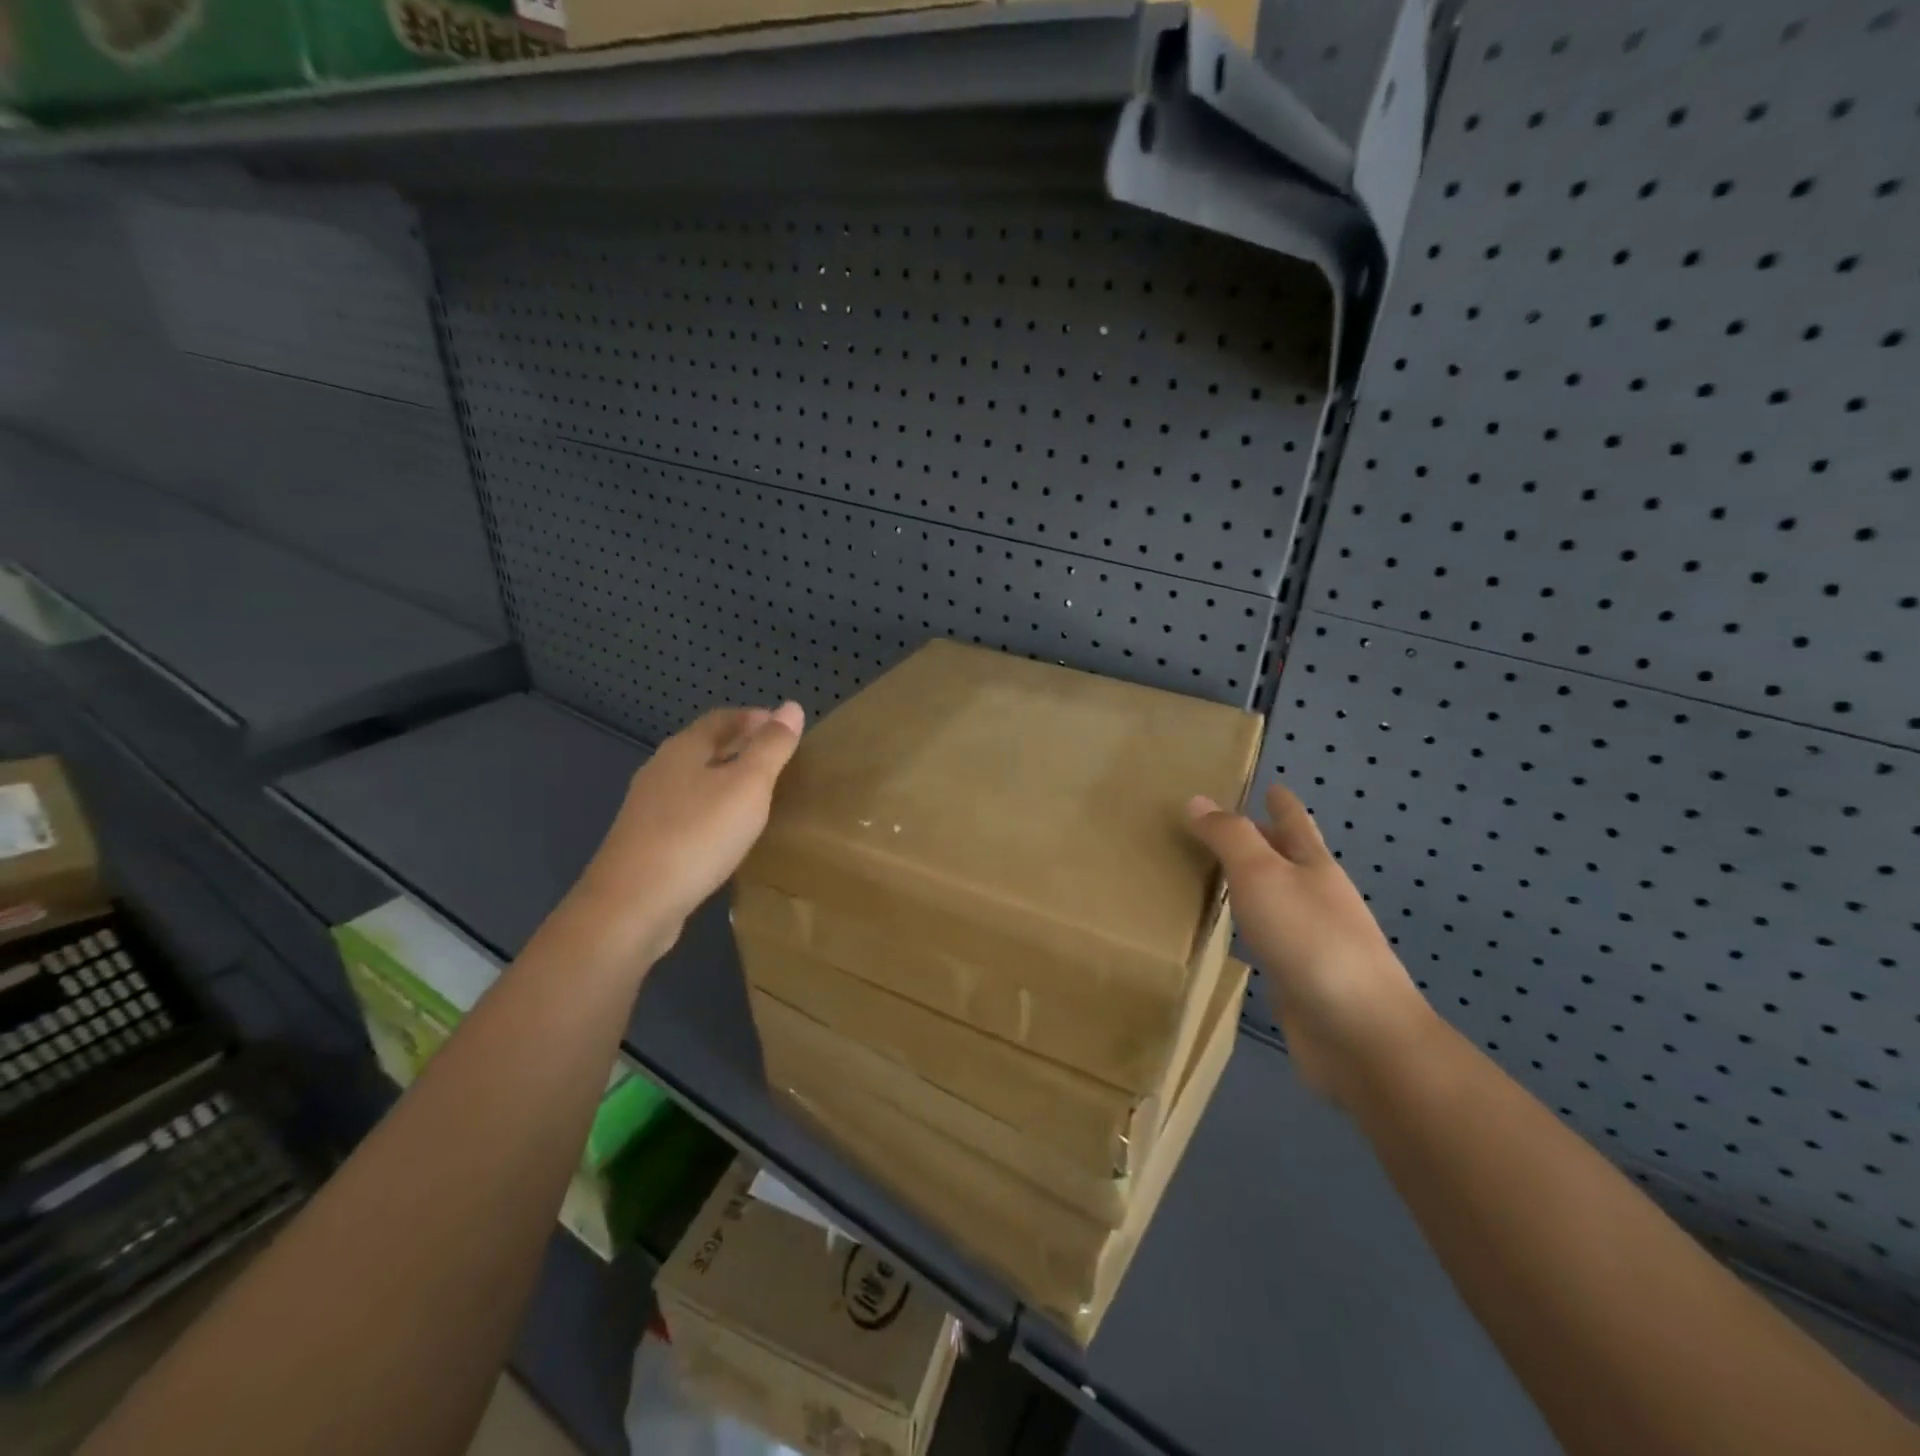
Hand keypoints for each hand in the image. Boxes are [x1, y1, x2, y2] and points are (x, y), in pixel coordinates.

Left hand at [569, 703, 805, 963]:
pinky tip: (727, 831)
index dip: (754, 718)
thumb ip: (771, 747)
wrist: (633, 904)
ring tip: (758, 792)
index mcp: (684, 749)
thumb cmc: (697, 835)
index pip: (723, 718)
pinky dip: (712, 810)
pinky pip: (687, 813)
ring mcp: (649, 808)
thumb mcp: (748, 786)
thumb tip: (791, 707)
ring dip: (725, 779)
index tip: (784, 727)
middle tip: (777, 757)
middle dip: (740, 746)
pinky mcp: (646, 842)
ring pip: (695, 781)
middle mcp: (661, 771)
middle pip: (705, 747)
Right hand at [1186, 784, 1435, 1102]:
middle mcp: (1318, 898)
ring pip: (1277, 900)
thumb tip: (1198, 801)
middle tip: (1222, 828)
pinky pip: (1268, 939)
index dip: (1282, 803)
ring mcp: (1313, 941)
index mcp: (1315, 866)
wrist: (1358, 1032)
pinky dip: (1250, 927)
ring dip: (1253, 885)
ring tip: (1216, 875)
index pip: (1295, 823)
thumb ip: (1229, 837)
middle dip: (1264, 841)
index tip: (1272, 785)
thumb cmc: (1309, 939)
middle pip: (1290, 860)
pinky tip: (1232, 935)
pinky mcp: (1301, 979)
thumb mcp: (1262, 874)